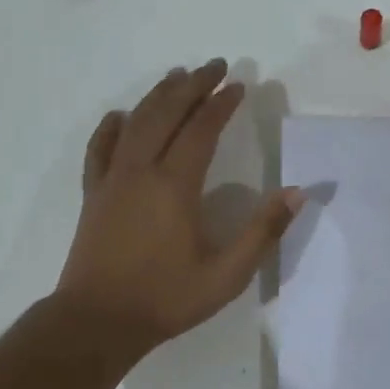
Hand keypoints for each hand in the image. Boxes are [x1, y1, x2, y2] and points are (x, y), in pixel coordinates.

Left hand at [55, 59, 300, 357]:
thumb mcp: (227, 274)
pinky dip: (111, 127)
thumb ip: (262, 232)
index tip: (238, 85)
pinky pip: (100, 149)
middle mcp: (141, 171)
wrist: (97, 322)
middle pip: (167, 114)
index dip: (221, 103)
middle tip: (214, 66)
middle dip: (192, 85)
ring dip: (157, 96)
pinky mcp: (93, 194)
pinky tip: (120, 116)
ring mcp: (112, 180)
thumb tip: (296, 193)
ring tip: (176, 76)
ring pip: (135, 123)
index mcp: (175, 186)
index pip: (201, 130)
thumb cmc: (166, 298)